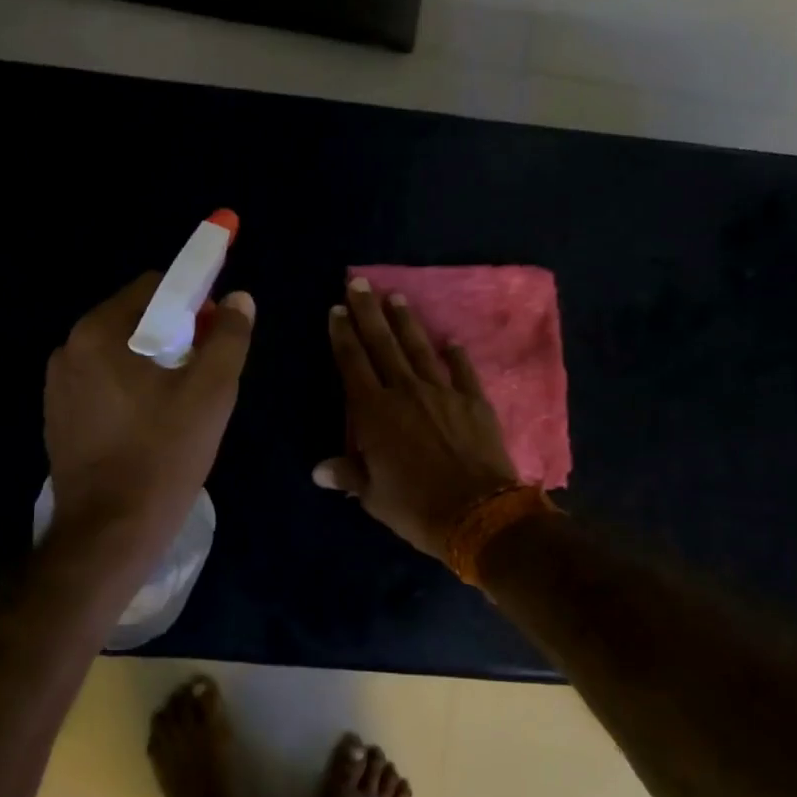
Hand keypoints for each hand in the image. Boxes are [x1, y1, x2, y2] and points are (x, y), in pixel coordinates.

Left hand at [44, 273, 254, 579]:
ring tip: (179, 404)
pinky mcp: (58, 418)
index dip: (193, 301)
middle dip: (174, 335)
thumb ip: (229, 338)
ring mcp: (58, 386)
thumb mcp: (211, 392)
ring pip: (119, 354)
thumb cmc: (164, 455)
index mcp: (99, 332)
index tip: (216, 334)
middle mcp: (69, 349)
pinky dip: (129, 390)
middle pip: (134, 319)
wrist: (110, 533)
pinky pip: (103, 384)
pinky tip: (150, 425)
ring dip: (151, 364)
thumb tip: (239, 299)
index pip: (153, 286)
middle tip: (203, 374)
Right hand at [315, 278, 516, 558]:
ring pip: (419, 348)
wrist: (478, 513)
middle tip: (359, 282)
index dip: (342, 335)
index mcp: (374, 412)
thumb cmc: (415, 506)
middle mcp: (405, 391)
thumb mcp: (373, 495)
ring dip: (406, 322)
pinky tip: (450, 340)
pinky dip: (455, 354)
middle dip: (368, 312)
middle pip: (382, 344)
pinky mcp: (474, 400)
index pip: (352, 363)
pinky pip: (462, 371)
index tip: (336, 309)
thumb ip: (348, 474)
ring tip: (396, 297)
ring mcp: (442, 392)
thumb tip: (318, 470)